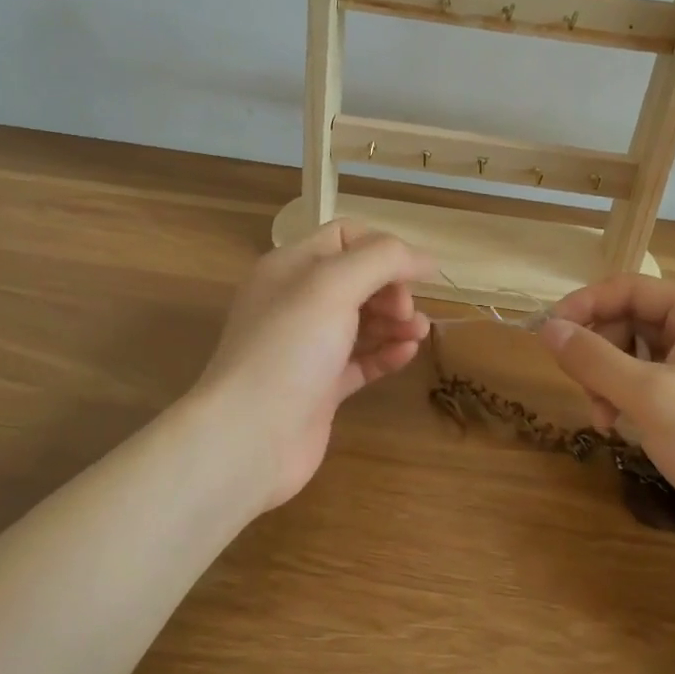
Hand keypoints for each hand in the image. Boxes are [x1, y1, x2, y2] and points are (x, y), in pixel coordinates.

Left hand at [194, 221, 439, 510]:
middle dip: (391, 289)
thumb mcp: (334, 285)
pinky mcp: (319, 388)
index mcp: (291, 267)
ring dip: (395, 322)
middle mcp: (296, 302)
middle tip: (406, 312)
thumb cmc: (290, 347)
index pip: (344, 237)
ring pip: (362, 322)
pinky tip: (407, 354)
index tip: (416, 274)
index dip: (383, 248)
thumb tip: (424, 258)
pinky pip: (359, 361)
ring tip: (420, 333)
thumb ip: (382, 259)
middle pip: (357, 280)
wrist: (250, 436)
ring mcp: (307, 347)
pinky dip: (385, 354)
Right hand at [539, 275, 674, 563]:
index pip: (630, 289)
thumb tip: (546, 327)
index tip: (547, 334)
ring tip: (604, 418)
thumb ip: (593, 359)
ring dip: (609, 380)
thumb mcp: (649, 397)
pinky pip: (652, 380)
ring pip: (636, 353)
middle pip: (630, 320)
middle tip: (585, 392)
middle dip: (600, 354)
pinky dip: (628, 397)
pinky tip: (621, 427)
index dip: (584, 305)